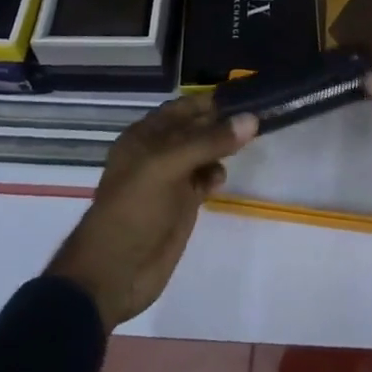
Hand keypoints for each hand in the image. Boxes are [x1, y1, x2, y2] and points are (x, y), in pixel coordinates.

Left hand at [47, 98, 255, 331]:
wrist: (114, 273)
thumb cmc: (133, 210)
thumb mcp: (167, 166)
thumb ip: (208, 141)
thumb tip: (251, 119)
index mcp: (145, 136)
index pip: (183, 108)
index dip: (211, 102)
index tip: (246, 97)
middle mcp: (158, 152)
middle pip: (197, 128)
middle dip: (222, 123)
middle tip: (257, 117)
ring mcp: (172, 179)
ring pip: (204, 153)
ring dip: (222, 147)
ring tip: (247, 144)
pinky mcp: (183, 204)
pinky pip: (205, 178)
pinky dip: (216, 174)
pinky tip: (221, 178)